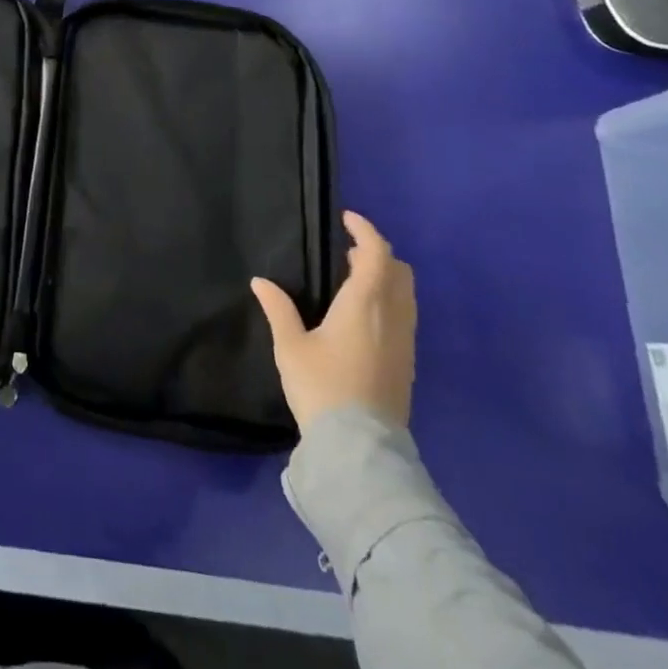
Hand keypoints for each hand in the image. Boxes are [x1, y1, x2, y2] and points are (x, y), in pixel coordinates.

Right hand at [251, 211, 415, 433]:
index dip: (365, 230)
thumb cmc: (322, 387)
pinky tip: (364, 317)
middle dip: (377, 254)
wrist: (360, 449)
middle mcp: (392, 316)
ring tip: (354, 281)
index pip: (376, 253)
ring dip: (386, 278)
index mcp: (364, 303)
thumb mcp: (291, 346)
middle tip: (348, 252)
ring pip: (406, 294)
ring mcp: (404, 341)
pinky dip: (389, 301)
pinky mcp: (407, 363)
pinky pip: (405, 316)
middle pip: (398, 270)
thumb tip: (261, 282)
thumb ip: (278, 309)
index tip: (346, 219)